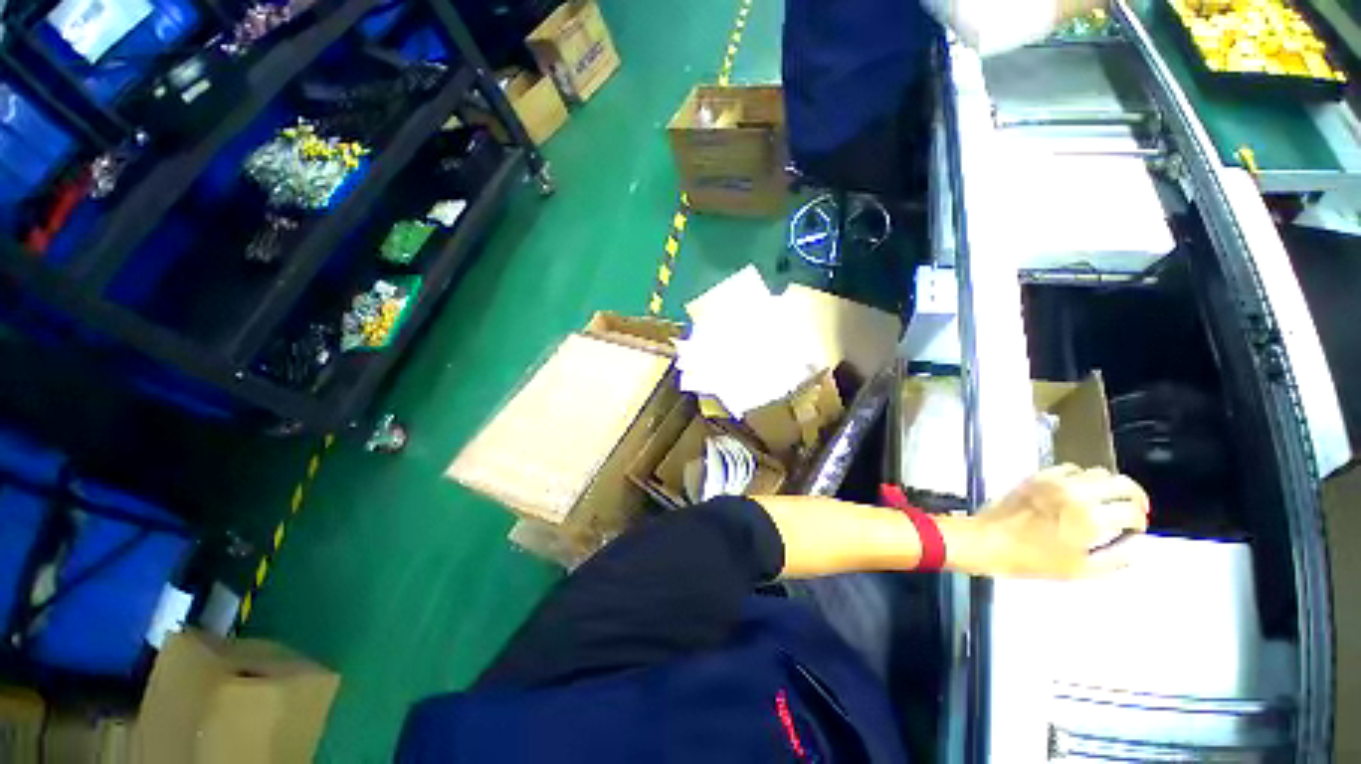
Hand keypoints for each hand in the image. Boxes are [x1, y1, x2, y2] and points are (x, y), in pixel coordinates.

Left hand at [946, 464, 1149, 578]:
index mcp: (1090, 518)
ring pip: (1097, 472)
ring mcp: (1054, 481)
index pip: (1132, 509)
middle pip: (1122, 483)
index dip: (1140, 521)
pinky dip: (1080, 477)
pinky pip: (1069, 468)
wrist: (988, 540)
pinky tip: (1077, 492)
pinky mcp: (1036, 476)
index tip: (1135, 529)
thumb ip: (1116, 558)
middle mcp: (1076, 494)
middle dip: (1134, 497)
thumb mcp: (1081, 570)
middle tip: (1132, 510)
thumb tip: (1136, 546)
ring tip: (1105, 502)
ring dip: (1108, 486)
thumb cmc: (1033, 560)